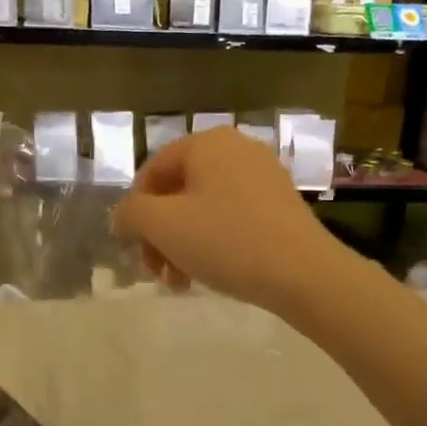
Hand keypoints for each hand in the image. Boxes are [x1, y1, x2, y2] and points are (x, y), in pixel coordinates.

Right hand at [113, 127, 342, 314]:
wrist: (303, 273)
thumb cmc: (226, 241)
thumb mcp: (162, 226)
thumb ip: (130, 213)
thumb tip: (123, 215)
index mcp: (207, 143)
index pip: (153, 171)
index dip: (135, 211)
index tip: (134, 248)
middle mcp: (237, 149)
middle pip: (178, 192)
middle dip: (160, 234)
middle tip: (156, 271)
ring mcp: (263, 176)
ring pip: (203, 209)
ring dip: (182, 244)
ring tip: (180, 282)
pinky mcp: (280, 204)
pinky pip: (231, 217)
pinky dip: (212, 243)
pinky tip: (209, 274)